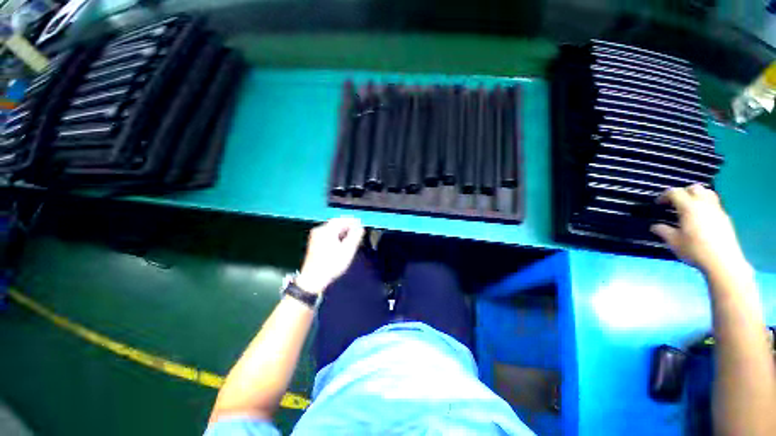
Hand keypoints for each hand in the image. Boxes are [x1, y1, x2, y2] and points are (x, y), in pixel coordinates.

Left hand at [296, 217, 364, 294]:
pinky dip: (336, 234)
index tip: (361, 223)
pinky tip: (342, 240)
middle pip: (335, 223)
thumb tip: (360, 228)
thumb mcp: (347, 250)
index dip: (352, 220)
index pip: (341, 220)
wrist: (313, 279)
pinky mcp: (314, 242)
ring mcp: (315, 236)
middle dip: (347, 225)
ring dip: (342, 229)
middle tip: (357, 229)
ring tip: (352, 235)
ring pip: (332, 228)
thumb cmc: (332, 264)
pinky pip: (328, 233)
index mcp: (326, 230)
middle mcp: (319, 230)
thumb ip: (355, 236)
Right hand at [650, 184, 747, 273]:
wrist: (723, 262)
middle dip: (682, 192)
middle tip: (675, 202)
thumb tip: (655, 226)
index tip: (658, 204)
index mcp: (689, 207)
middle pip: (693, 188)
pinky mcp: (725, 218)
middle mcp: (704, 204)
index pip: (674, 192)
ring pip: (707, 193)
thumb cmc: (695, 250)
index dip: (664, 196)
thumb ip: (663, 231)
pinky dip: (705, 205)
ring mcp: (717, 210)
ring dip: (696, 196)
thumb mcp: (674, 242)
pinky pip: (714, 204)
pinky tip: (701, 217)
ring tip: (689, 206)